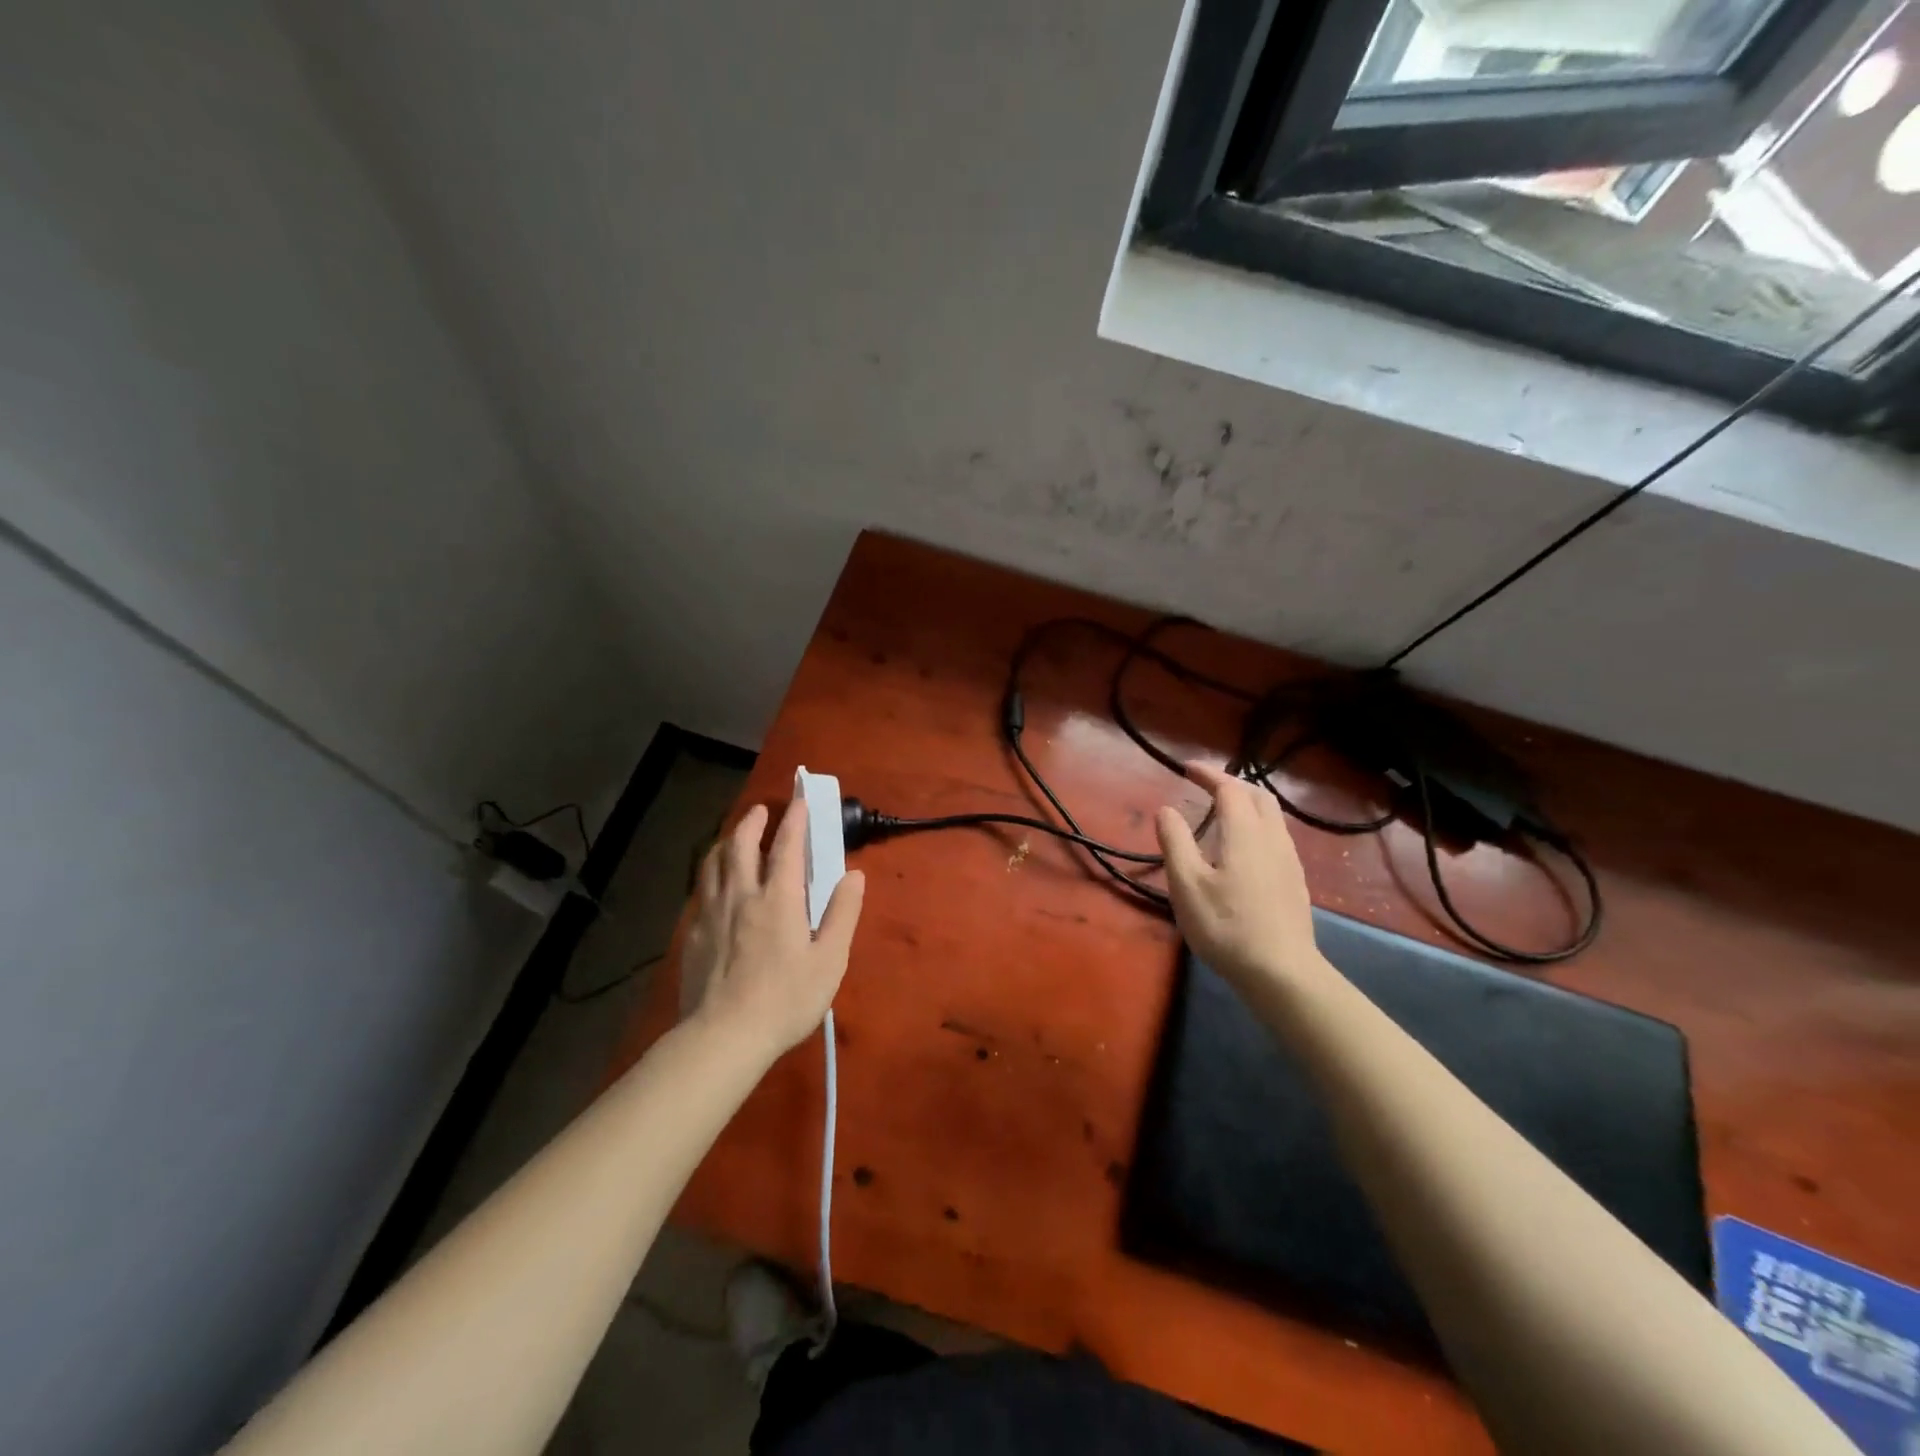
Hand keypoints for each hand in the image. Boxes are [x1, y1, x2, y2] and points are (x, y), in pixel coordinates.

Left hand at [681, 800, 865, 1060]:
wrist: (724, 1036)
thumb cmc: (786, 999)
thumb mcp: (829, 959)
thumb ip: (842, 913)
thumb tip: (854, 874)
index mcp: (778, 898)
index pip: (787, 846)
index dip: (795, 820)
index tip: (800, 801)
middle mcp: (742, 895)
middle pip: (741, 845)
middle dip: (753, 822)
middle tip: (762, 811)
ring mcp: (712, 913)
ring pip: (714, 863)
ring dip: (727, 842)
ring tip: (735, 837)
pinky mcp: (694, 934)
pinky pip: (701, 890)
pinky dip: (711, 874)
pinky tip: (715, 885)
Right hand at [1156, 763, 1321, 992]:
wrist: (1281, 972)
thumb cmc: (1226, 925)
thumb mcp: (1186, 884)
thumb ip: (1175, 842)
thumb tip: (1167, 809)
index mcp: (1245, 832)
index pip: (1229, 788)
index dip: (1208, 774)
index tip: (1186, 768)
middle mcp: (1273, 837)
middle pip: (1258, 795)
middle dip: (1231, 783)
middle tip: (1206, 786)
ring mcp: (1289, 860)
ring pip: (1272, 816)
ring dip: (1247, 803)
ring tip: (1222, 813)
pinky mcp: (1294, 881)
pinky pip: (1276, 836)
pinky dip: (1256, 825)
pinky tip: (1243, 848)